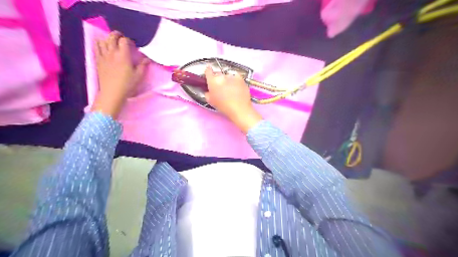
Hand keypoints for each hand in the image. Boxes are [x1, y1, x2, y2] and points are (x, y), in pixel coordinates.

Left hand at [92, 31, 150, 118]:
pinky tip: (105, 48)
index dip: (128, 40)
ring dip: (108, 39)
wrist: (112, 92)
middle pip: (112, 37)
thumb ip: (143, 65)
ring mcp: (103, 55)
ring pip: (103, 40)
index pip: (124, 40)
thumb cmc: (127, 84)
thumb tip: (147, 59)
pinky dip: (100, 44)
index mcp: (123, 55)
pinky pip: (96, 47)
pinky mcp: (98, 60)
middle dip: (117, 35)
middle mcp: (112, 52)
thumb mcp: (139, 76)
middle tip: (122, 39)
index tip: (132, 45)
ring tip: (113, 43)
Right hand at [204, 65, 260, 133]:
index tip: (209, 73)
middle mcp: (222, 76)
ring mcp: (232, 76)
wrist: (239, 108)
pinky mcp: (240, 78)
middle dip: (218, 79)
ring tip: (230, 88)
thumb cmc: (223, 106)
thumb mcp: (211, 101)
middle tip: (221, 86)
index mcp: (212, 81)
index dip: (208, 71)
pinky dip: (235, 80)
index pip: (208, 71)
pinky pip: (236, 77)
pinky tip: (236, 87)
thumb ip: (208, 93)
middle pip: (218, 74)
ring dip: (227, 80)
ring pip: (227, 75)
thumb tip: (209, 90)